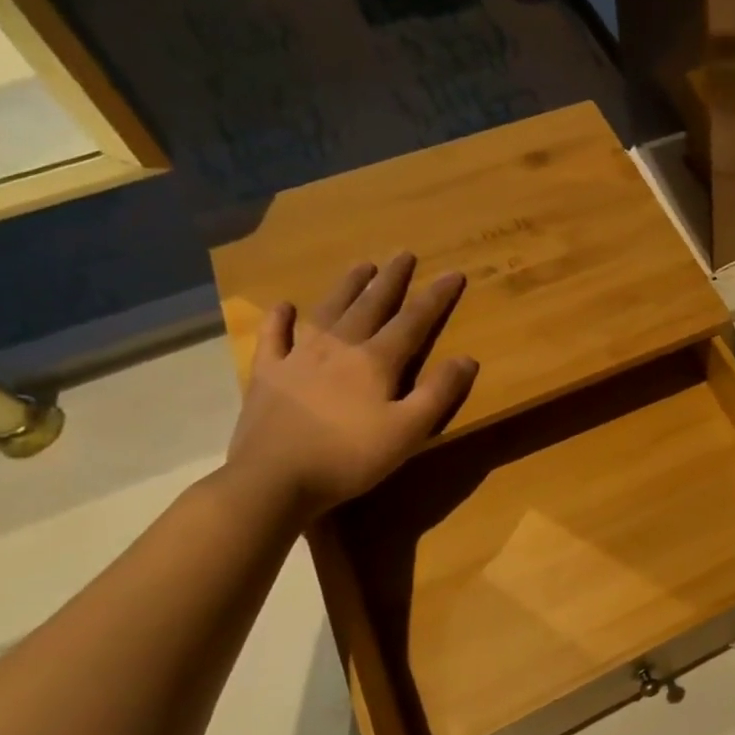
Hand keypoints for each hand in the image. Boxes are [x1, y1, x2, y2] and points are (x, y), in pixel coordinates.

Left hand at [225, 252, 477, 519]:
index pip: (413, 321)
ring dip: (347, 287)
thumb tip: (467, 358)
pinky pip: (274, 338)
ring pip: (328, 311)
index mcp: (375, 361)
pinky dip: (279, 319)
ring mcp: (298, 357)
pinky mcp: (267, 375)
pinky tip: (285, 306)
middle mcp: (339, 347)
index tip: (453, 273)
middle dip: (391, 279)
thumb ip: (438, 393)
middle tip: (404, 254)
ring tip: (361, 265)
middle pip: (370, 305)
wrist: (273, 480)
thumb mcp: (409, 431)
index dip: (435, 297)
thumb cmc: (350, 458)